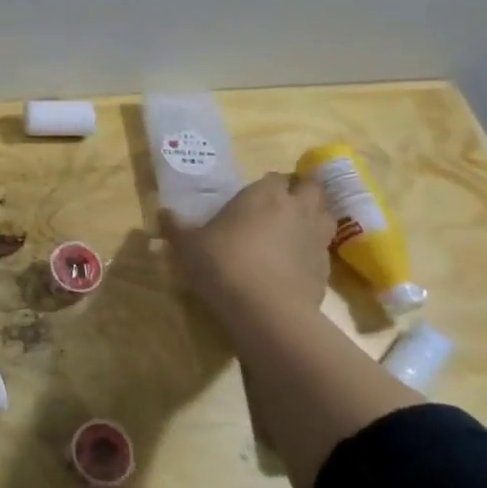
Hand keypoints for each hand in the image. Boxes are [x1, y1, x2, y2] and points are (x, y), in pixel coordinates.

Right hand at [160, 173, 334, 337]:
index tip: (254, 196)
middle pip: (310, 188)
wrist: (266, 311)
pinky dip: (312, 250)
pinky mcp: (326, 268)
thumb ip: (175, 226)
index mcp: (264, 194)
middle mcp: (296, 208)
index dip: (268, 184)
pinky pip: (323, 249)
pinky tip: (294, 264)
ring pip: (325, 214)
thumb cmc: (223, 264)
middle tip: (279, 207)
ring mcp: (316, 238)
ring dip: (313, 217)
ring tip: (293, 230)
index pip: (275, 176)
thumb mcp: (187, 245)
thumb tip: (161, 213)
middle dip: (299, 192)